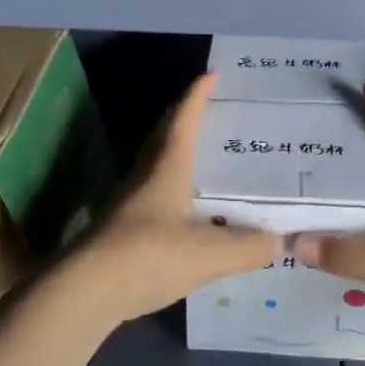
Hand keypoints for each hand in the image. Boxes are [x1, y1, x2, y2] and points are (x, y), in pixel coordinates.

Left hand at [69, 74, 279, 324]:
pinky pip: (151, 196)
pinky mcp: (120, 231)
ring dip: (175, 154)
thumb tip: (278, 242)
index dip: (197, 96)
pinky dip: (170, 190)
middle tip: (208, 110)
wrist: (85, 291)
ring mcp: (129, 203)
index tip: (211, 74)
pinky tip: (184, 211)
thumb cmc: (149, 255)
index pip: (184, 120)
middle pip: (164, 136)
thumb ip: (247, 248)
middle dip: (184, 118)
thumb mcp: (209, 253)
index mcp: (167, 167)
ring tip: (201, 157)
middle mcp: (145, 176)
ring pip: (155, 165)